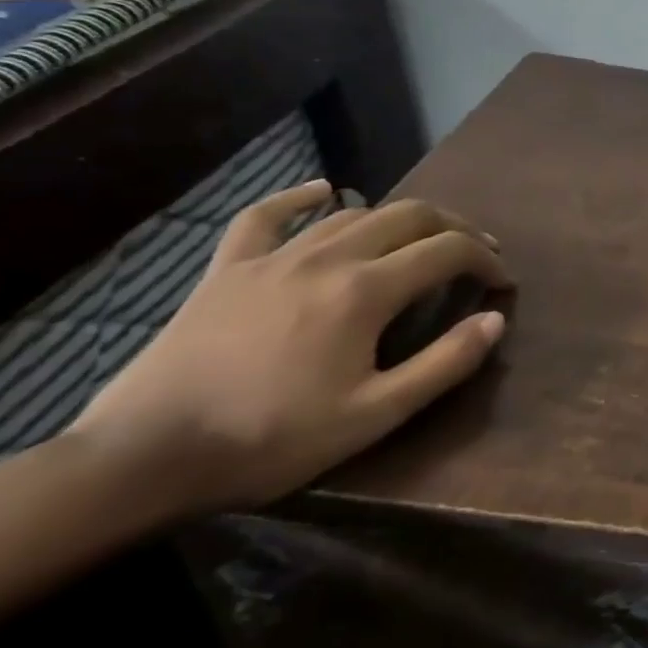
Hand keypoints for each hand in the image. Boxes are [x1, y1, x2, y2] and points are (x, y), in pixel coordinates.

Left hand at [69, 181, 511, 515]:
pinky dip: (298, 199)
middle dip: (455, 227)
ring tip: (422, 238)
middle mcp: (327, 258)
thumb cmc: (273, 439)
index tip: (503, 283)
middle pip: (409, 216)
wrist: (145, 457)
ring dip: (400, 219)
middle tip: (478, 252)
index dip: (486, 260)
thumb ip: (445, 363)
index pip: (448, 251)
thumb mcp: (376, 414)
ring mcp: (272, 258)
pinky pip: (264, 217)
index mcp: (366, 291)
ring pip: (353, 213)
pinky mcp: (227, 270)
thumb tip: (494, 319)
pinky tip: (321, 190)